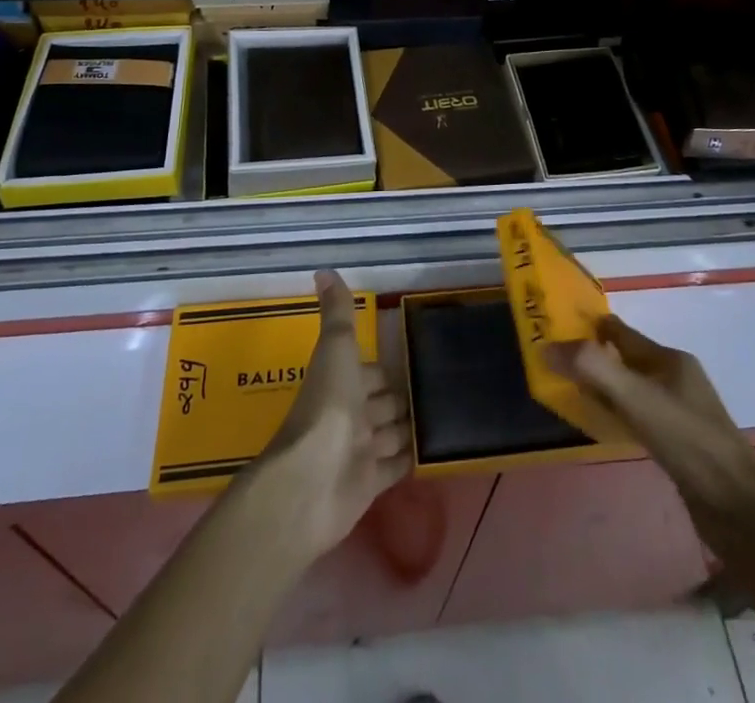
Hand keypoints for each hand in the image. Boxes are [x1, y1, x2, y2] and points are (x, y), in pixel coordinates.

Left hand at [251, 270, 411, 559]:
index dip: (384, 368)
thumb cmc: (327, 406)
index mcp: (341, 383)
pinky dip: (410, 458)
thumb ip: (337, 312)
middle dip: (401, 397)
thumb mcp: (336, 348)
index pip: (369, 372)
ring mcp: (360, 452)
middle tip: (435, 390)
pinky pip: (396, 466)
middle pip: (381, 403)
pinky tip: (432, 450)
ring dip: (408, 427)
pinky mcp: (371, 484)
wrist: (312, 480)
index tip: (412, 361)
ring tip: (442, 416)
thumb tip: (323, 269)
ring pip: (390, 434)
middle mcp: (350, 416)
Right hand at [549, 316, 754, 561]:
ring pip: (632, 389)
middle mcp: (676, 379)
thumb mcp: (636, 398)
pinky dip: (618, 415)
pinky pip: (639, 417)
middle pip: (626, 359)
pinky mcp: (681, 445)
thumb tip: (546, 346)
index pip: (622, 333)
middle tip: (555, 365)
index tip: (556, 329)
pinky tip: (605, 428)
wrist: (740, 509)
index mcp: (669, 359)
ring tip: (571, 394)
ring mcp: (680, 413)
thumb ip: (592, 368)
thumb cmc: (688, 441)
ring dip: (604, 388)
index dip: (590, 328)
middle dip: (594, 359)